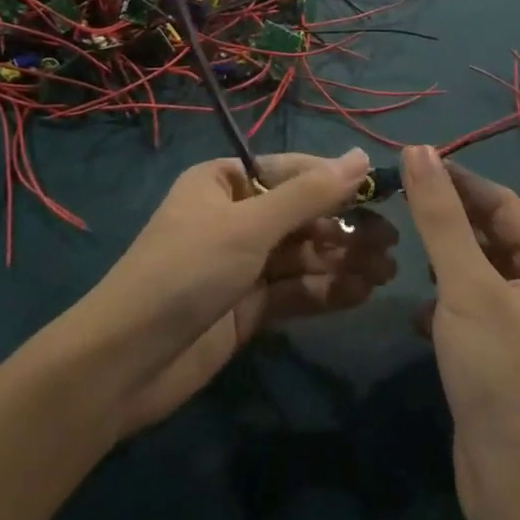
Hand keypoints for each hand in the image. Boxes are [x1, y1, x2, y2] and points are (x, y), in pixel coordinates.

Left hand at [85, 150, 397, 435]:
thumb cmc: (186, 271)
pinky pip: (295, 291)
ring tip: (387, 271)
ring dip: (342, 261)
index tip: (382, 192)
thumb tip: (361, 156)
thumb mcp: (249, 226)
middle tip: (392, 243)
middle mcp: (235, 217)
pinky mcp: (247, 308)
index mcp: (224, 182)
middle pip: (301, 216)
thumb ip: (309, 195)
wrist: (126, 363)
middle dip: (344, 228)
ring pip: (302, 256)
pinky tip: (361, 294)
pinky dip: (326, 292)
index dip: (336, 181)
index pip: (291, 172)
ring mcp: (241, 265)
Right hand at [400, 146, 519, 519]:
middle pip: (491, 234)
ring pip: (478, 269)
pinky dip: (444, 300)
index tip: (408, 162)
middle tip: (396, 202)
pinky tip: (416, 311)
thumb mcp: (466, 286)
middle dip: (447, 221)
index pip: (501, 203)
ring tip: (403, 250)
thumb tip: (418, 149)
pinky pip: (472, 303)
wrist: (518, 489)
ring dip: (443, 260)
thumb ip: (440, 217)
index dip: (455, 181)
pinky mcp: (504, 350)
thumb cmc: (500, 374)